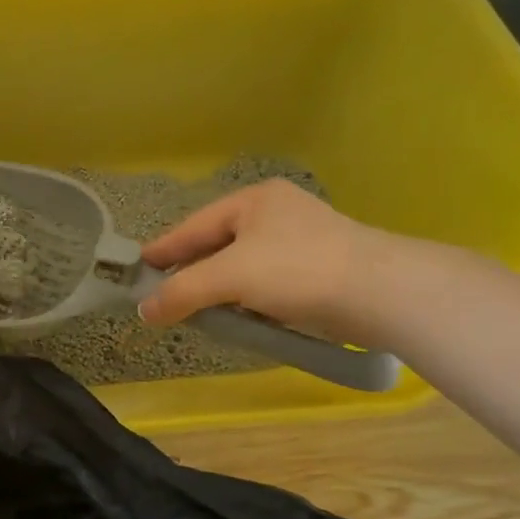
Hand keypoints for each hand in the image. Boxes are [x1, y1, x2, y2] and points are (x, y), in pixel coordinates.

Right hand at [137, 179, 389, 343]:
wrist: (382, 293)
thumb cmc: (297, 270)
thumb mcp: (229, 277)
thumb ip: (182, 292)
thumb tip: (145, 311)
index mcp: (253, 201)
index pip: (193, 226)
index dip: (163, 249)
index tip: (136, 268)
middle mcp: (276, 214)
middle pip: (217, 245)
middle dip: (191, 273)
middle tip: (162, 296)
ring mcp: (300, 241)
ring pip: (242, 267)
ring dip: (220, 290)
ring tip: (196, 312)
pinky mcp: (318, 270)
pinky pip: (266, 283)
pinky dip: (248, 299)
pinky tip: (239, 318)